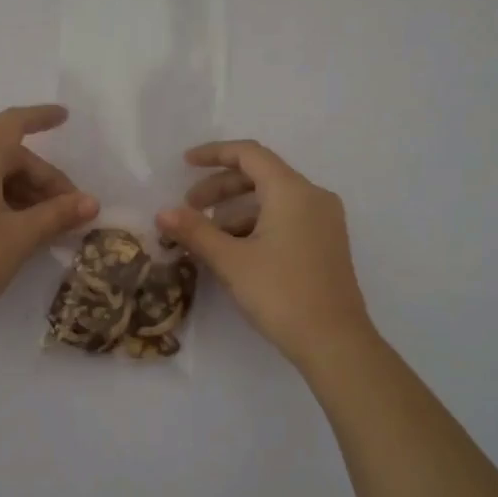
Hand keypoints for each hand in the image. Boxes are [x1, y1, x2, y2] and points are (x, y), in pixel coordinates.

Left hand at [0, 105, 97, 340]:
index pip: (12, 123)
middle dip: (42, 179)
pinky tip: (19, 228)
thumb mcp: (21, 236)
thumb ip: (58, 214)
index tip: (65, 118)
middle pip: (6, 156)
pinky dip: (0, 201)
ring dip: (23, 194)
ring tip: (48, 226)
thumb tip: (91, 202)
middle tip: (69, 211)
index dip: (41, 118)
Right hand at [156, 140, 374, 367]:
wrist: (335, 342)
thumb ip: (195, 232)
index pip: (249, 154)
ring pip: (272, 200)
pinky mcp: (326, 243)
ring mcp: (324, 221)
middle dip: (220, 188)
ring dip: (235, 211)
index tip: (184, 164)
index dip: (214, 154)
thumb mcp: (231, 261)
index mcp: (292, 191)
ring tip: (206, 238)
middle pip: (260, 175)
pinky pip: (286, 218)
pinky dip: (256, 225)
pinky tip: (235, 252)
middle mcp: (313, 197)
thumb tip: (162, 213)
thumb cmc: (281, 294)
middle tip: (189, 208)